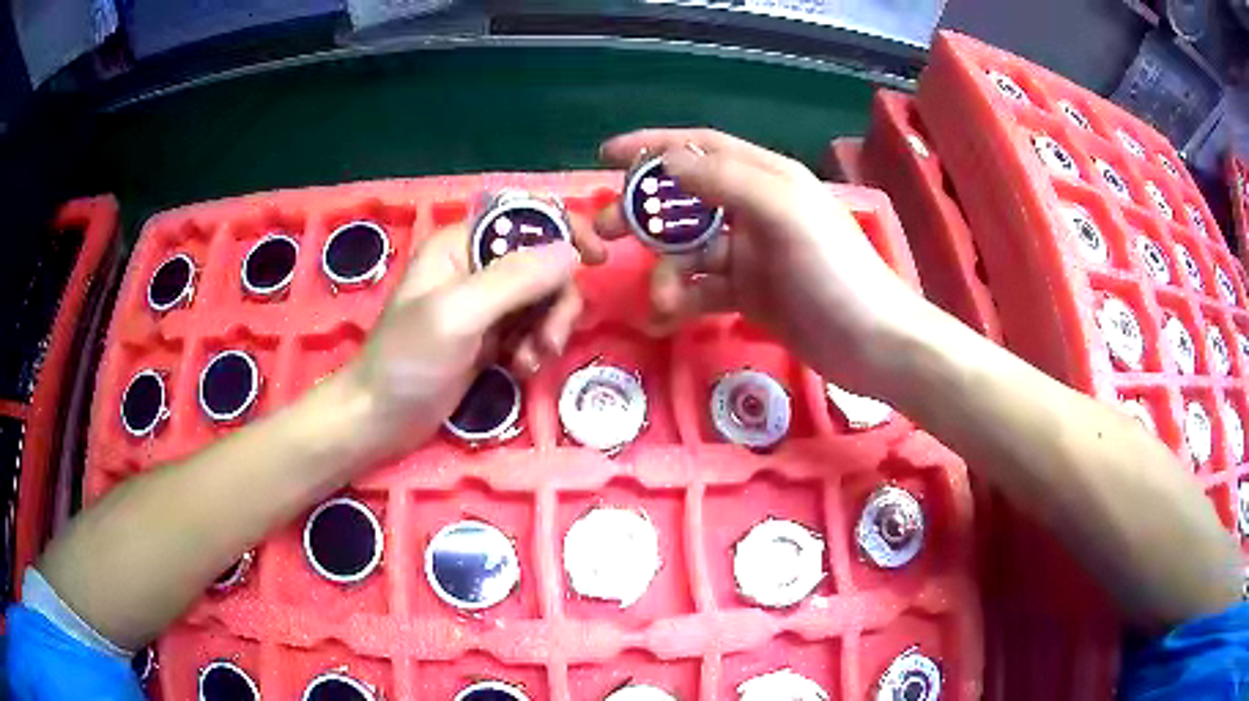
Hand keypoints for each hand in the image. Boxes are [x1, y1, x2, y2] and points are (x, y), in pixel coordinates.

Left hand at [342, 220, 605, 458]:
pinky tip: (519, 369)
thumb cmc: (407, 362)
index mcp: (461, 244)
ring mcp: (485, 303)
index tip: (596, 259)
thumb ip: (514, 279)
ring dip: (547, 329)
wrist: (380, 419)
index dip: (564, 231)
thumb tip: (570, 253)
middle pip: (543, 263)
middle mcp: (476, 266)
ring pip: (543, 299)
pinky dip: (535, 348)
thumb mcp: (458, 314)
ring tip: (529, 362)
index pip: (525, 219)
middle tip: (549, 340)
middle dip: (555, 300)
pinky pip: (532, 328)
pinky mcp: (490, 336)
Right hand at [595, 128, 925, 394]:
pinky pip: (703, 289)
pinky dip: (682, 300)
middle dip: (643, 215)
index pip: (700, 148)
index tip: (606, 156)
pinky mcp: (750, 294)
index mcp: (765, 178)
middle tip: (603, 234)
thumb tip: (667, 161)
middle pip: (684, 200)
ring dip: (667, 271)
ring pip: (689, 251)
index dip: (653, 147)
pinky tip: (667, 317)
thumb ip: (726, 181)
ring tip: (661, 300)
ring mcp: (751, 254)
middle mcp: (754, 209)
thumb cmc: (836, 271)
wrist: (873, 344)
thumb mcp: (784, 213)